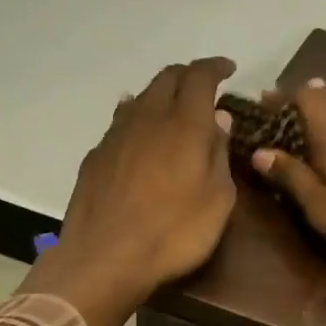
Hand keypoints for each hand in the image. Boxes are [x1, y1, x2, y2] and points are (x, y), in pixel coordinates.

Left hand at [22, 57, 237, 325]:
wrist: (105, 258)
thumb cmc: (174, 233)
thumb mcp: (218, 200)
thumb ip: (219, 154)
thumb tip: (218, 119)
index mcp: (185, 124)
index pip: (200, 76)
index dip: (216, 67)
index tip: (229, 70)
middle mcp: (148, 117)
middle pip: (167, 78)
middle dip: (188, 75)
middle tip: (205, 87)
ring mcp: (116, 135)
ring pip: (141, 97)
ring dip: (161, 95)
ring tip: (174, 107)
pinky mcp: (96, 156)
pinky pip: (120, 121)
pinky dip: (136, 116)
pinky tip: (139, 132)